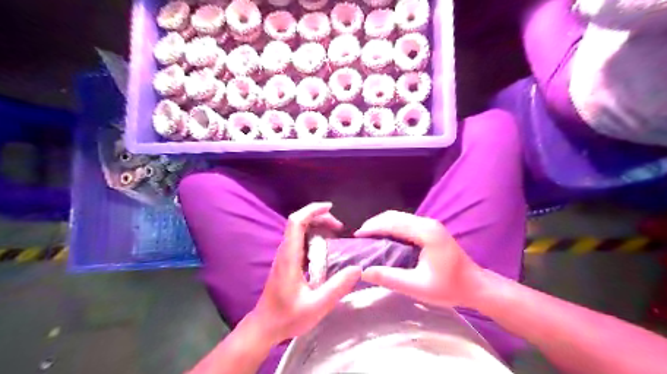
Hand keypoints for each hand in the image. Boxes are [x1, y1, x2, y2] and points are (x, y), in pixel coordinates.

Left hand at [251, 202, 364, 345]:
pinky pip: (301, 241)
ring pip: (300, 230)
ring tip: (337, 234)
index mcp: (289, 256)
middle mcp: (285, 251)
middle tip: (340, 227)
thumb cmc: (287, 317)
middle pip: (299, 222)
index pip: (296, 222)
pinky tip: (327, 248)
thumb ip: (337, 287)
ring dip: (318, 226)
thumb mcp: (316, 306)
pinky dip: (315, 237)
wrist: (265, 327)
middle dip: (320, 218)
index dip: (312, 210)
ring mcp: (285, 256)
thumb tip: (357, 269)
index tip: (330, 208)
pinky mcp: (287, 262)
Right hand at [358, 211, 482, 309]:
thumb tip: (364, 271)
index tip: (357, 236)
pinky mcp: (430, 229)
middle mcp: (428, 223)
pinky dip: (391, 227)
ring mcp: (430, 224)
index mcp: (426, 232)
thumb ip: (390, 278)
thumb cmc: (449, 287)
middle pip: (394, 215)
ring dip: (382, 224)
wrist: (475, 286)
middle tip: (359, 237)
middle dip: (375, 223)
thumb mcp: (417, 287)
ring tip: (368, 237)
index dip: (373, 227)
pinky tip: (383, 237)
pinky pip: (405, 222)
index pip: (393, 222)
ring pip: (399, 217)